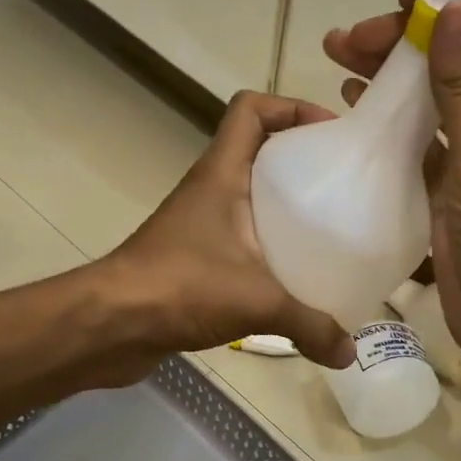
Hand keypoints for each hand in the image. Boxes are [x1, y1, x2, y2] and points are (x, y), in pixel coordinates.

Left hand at [101, 90, 356, 371]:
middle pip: (258, 152)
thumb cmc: (180, 287)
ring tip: (328, 231)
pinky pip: (239, 240)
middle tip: (342, 186)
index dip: (290, 107)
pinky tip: (293, 277)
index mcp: (221, 174)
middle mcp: (209, 190)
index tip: (330, 133)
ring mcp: (198, 225)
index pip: (250, 110)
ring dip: (284, 207)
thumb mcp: (258, 302)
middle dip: (300, 160)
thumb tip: (349, 353)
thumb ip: (310, 326)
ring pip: (248, 198)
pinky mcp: (194, 259)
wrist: (111, 325)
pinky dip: (266, 249)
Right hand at [323, 0, 460, 378]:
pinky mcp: (453, 172)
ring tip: (339, 54)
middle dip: (410, 39)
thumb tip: (452, 6)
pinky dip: (391, 111)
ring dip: (394, 71)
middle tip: (353, 35)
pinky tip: (353, 96)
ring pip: (437, 88)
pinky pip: (422, 128)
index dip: (458, 2)